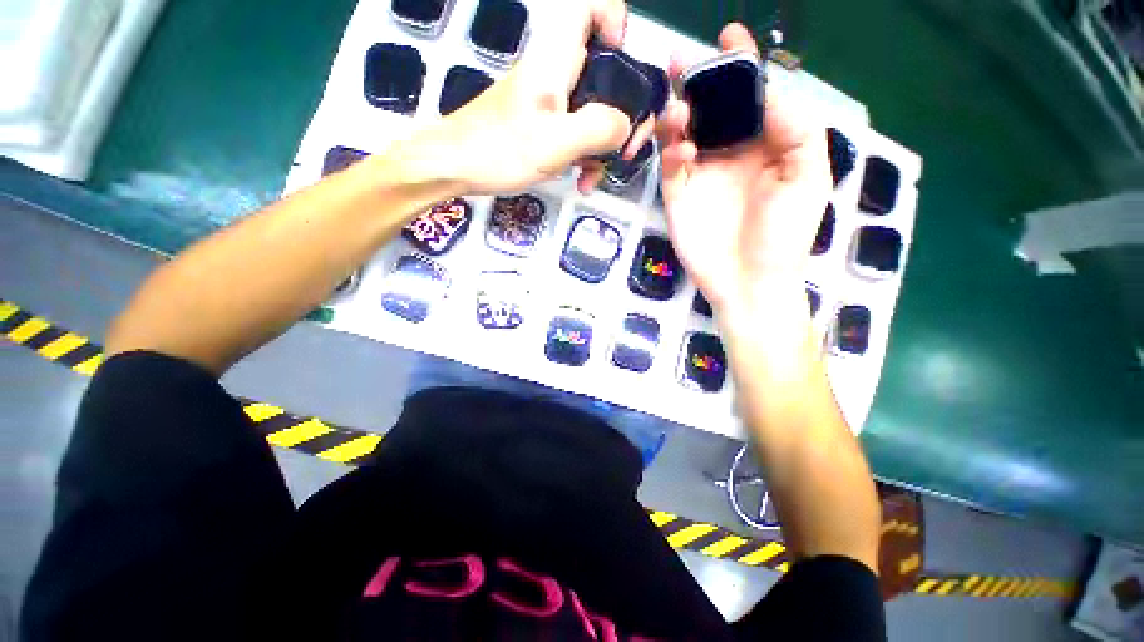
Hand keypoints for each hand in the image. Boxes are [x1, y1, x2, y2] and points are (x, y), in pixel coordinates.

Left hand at [410, 0, 653, 194]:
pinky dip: (584, 156)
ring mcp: (549, 100)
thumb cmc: (499, 149)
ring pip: (594, 109)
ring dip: (603, 146)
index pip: (593, 7)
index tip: (624, 67)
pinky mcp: (542, 124)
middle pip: (607, 72)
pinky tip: (581, 179)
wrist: (455, 166)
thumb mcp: (557, 142)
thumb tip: (626, 127)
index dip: (616, 24)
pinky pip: (576, 132)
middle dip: (623, 113)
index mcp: (557, 57)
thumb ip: (600, 128)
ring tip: (596, 176)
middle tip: (624, 150)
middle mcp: (556, 71)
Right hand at [657, 24, 830, 320]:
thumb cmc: (785, 234)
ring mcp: (701, 175)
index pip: (750, 97)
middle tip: (681, 62)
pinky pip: (670, 164)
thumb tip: (763, 91)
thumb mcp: (808, 177)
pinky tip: (683, 152)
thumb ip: (794, 128)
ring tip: (680, 112)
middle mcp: (731, 153)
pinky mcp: (678, 196)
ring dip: (679, 115)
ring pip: (684, 132)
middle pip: (709, 108)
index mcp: (765, 144)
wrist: (750, 281)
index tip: (729, 37)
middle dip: (697, 82)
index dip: (740, 66)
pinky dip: (672, 150)